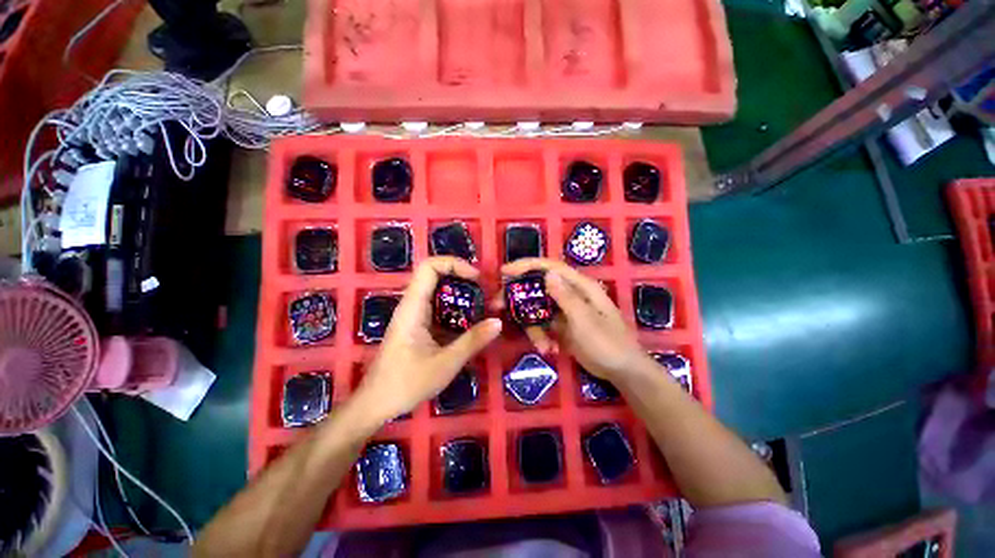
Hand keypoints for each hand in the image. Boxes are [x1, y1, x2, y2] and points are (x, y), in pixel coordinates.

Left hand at [354, 257, 501, 422]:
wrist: (376, 404)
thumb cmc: (405, 384)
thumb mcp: (445, 364)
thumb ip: (472, 341)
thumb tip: (498, 322)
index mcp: (413, 307)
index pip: (429, 267)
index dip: (454, 263)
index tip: (476, 278)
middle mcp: (413, 305)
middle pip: (436, 275)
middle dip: (463, 278)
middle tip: (486, 292)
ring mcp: (415, 315)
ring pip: (439, 292)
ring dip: (462, 294)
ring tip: (484, 305)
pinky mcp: (419, 325)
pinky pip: (440, 308)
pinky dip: (457, 309)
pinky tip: (472, 321)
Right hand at [499, 258, 648, 382]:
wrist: (622, 371)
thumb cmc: (608, 343)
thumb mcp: (586, 321)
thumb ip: (566, 298)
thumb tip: (548, 274)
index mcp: (580, 286)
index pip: (550, 267)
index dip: (526, 266)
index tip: (504, 272)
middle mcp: (571, 293)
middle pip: (538, 287)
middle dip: (518, 297)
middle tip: (498, 306)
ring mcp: (565, 310)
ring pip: (538, 309)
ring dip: (533, 327)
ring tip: (542, 347)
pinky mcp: (562, 324)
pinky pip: (543, 324)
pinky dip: (541, 336)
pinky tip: (549, 350)